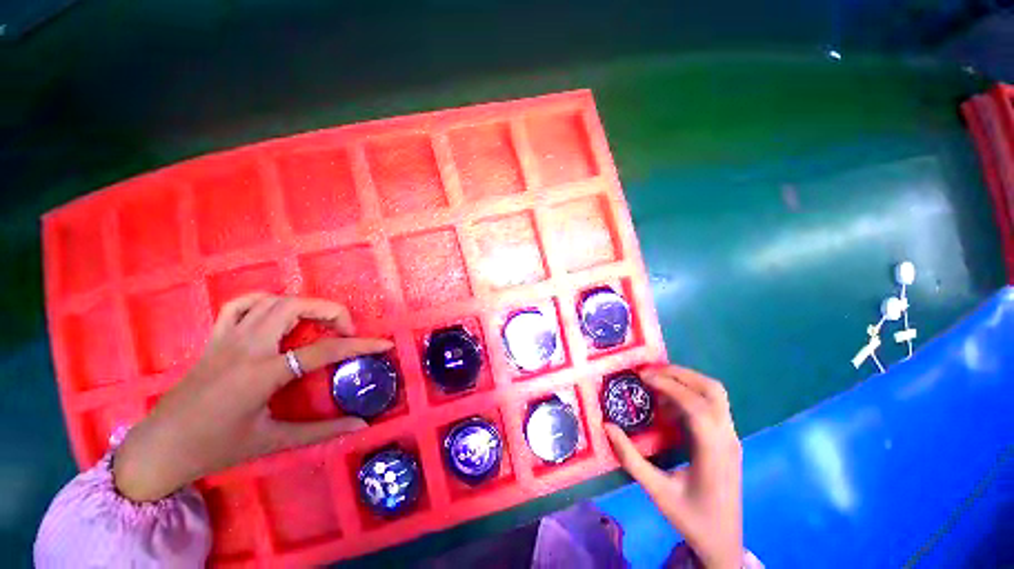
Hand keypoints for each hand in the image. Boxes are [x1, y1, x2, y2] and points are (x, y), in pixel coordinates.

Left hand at [113, 293, 392, 501]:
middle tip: (346, 332)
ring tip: (320, 324)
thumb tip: (360, 425)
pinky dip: (266, 300)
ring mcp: (227, 338)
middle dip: (332, 313)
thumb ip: (321, 431)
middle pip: (296, 307)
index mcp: (261, 374)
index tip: (383, 344)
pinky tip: (278, 313)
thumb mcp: (272, 441)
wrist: (158, 448)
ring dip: (305, 306)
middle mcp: (246, 347)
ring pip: (273, 300)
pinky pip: (241, 304)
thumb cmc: (215, 448)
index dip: (359, 346)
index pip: (323, 351)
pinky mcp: (215, 338)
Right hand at [604, 365, 742, 568]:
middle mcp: (728, 438)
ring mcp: (731, 437)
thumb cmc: (692, 518)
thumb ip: (630, 458)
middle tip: (650, 371)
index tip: (642, 376)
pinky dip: (690, 394)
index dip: (668, 385)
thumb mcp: (657, 491)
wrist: (724, 542)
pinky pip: (712, 405)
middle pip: (712, 390)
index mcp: (713, 451)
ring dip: (686, 380)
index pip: (695, 405)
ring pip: (715, 394)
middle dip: (680, 373)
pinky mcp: (728, 440)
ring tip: (657, 381)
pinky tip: (669, 404)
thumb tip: (607, 426)